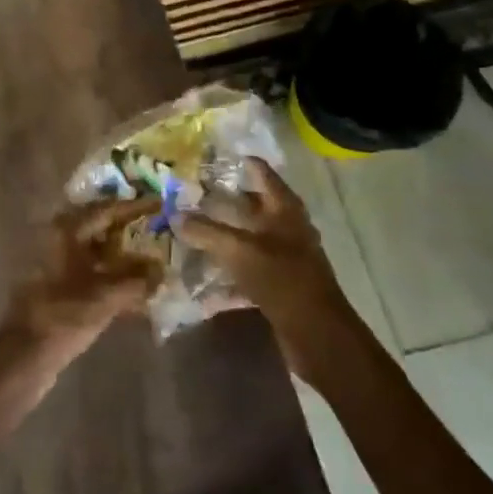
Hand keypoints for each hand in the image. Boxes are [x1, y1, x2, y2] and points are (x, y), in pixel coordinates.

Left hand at [0, 197, 160, 424]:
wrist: (24, 355)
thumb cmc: (63, 316)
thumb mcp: (106, 297)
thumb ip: (138, 280)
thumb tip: (162, 270)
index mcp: (66, 230)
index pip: (106, 208)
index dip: (134, 206)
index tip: (159, 202)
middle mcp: (58, 238)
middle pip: (100, 225)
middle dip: (128, 227)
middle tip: (158, 225)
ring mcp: (56, 262)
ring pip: (96, 249)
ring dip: (123, 253)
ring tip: (154, 255)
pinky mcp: (57, 285)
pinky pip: (91, 270)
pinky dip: (112, 274)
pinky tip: (136, 287)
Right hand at [179, 159, 362, 379]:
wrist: (317, 334)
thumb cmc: (282, 279)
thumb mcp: (239, 250)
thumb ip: (206, 231)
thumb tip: (175, 215)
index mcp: (284, 208)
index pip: (260, 172)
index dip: (236, 162)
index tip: (206, 159)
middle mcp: (286, 227)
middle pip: (251, 205)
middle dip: (221, 201)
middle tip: (189, 195)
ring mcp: (284, 256)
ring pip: (247, 238)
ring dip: (221, 237)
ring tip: (188, 232)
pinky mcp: (278, 283)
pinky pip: (247, 270)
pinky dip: (227, 273)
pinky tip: (201, 281)